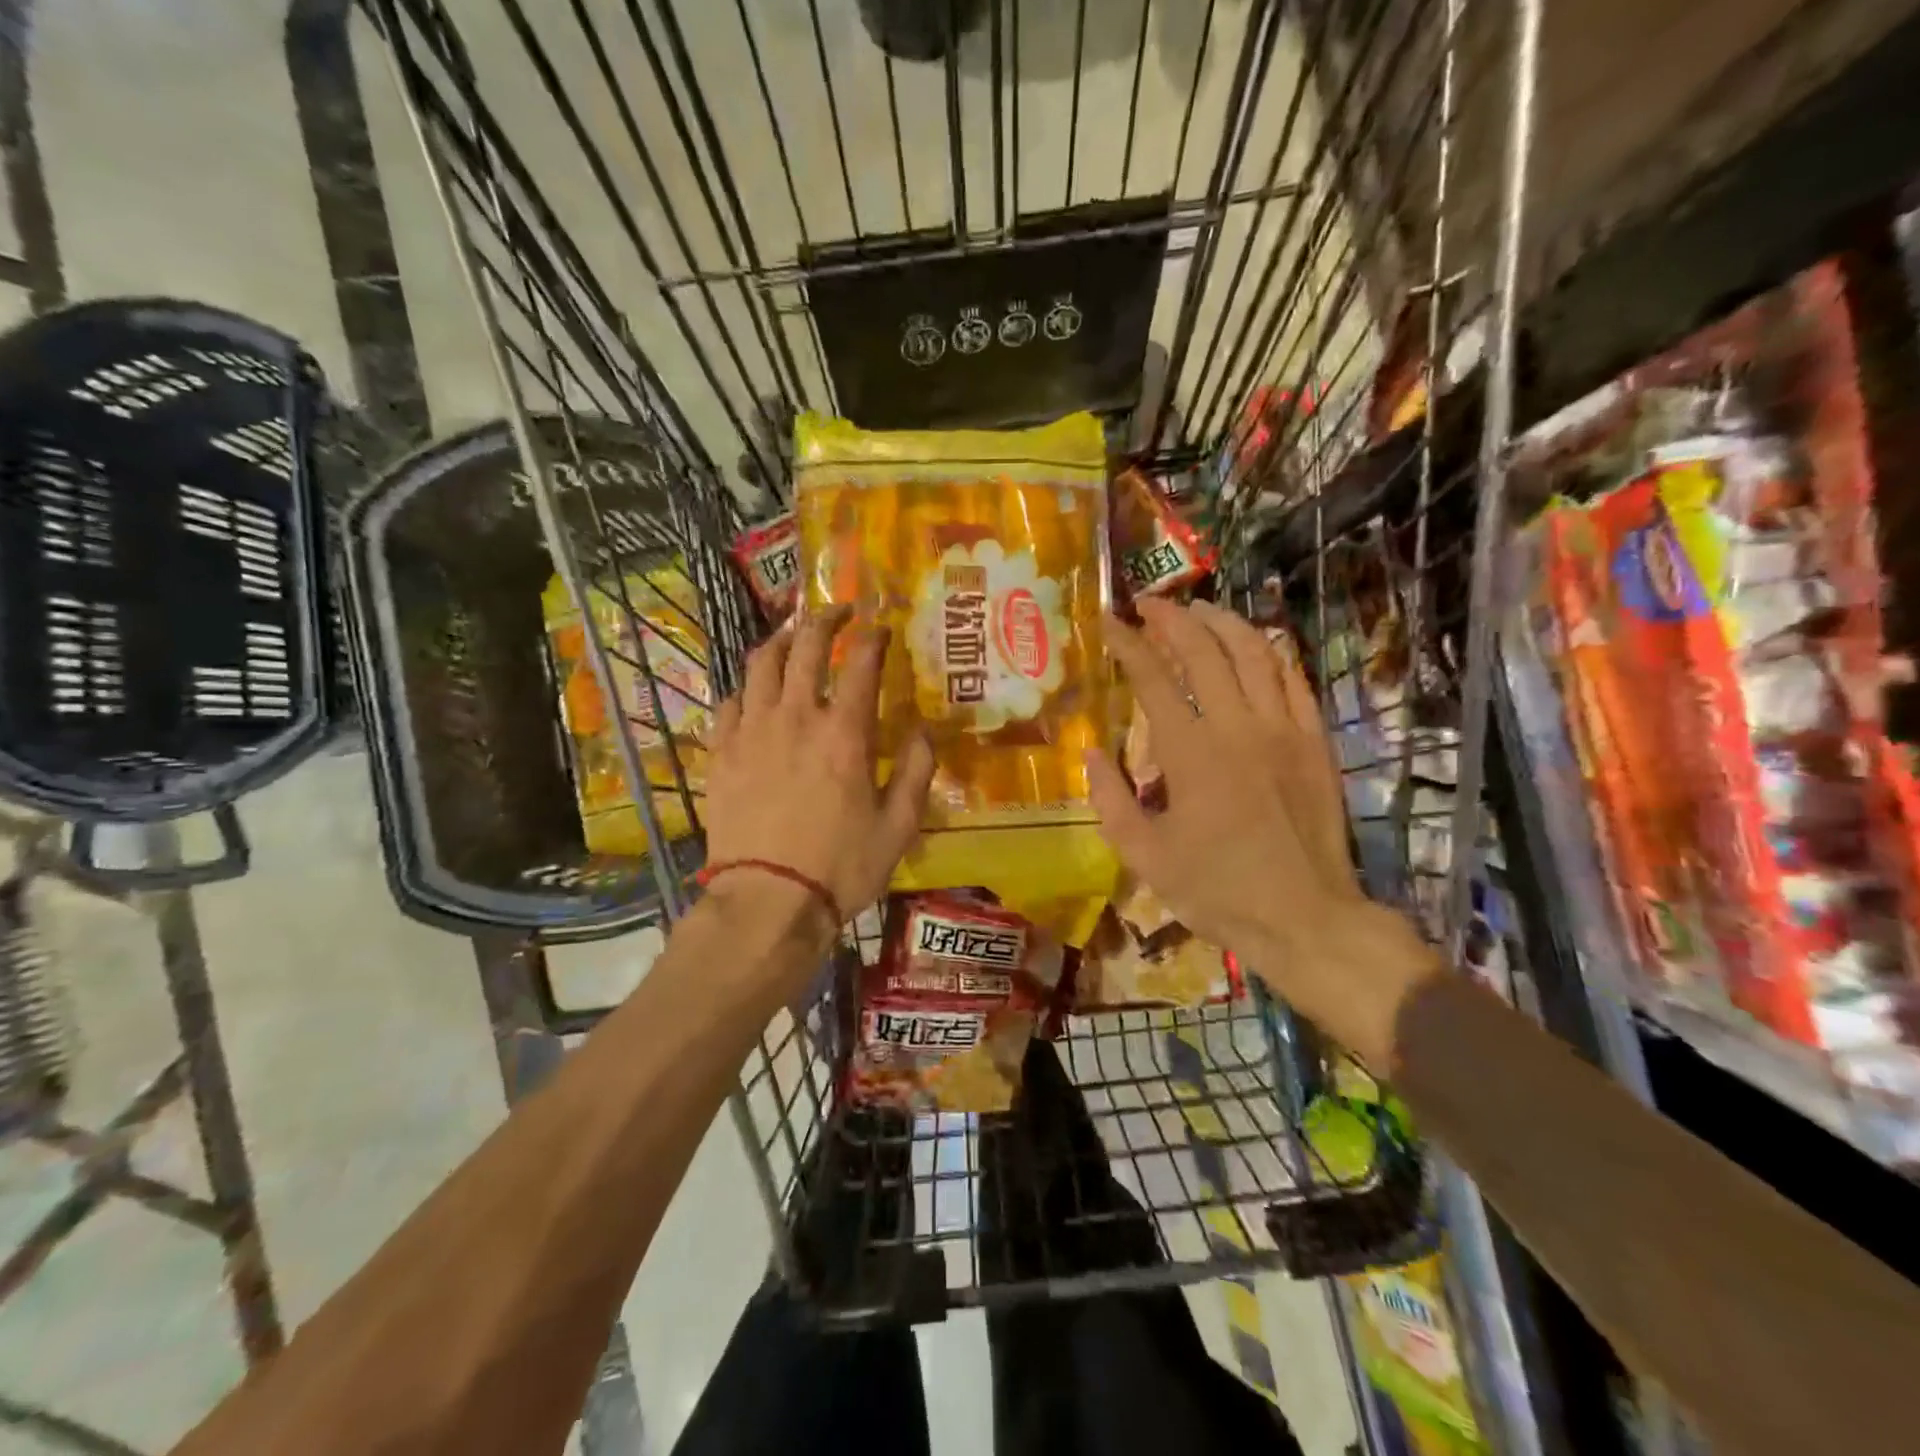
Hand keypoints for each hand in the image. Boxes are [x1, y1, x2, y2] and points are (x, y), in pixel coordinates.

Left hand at [702, 605, 934, 934]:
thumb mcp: (899, 826)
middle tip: (838, 612)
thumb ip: (918, 772)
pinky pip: (729, 702)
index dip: (872, 638)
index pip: (860, 664)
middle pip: (805, 647)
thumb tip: (926, 731)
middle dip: (824, 620)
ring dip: (780, 641)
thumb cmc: (841, 866)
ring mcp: (752, 732)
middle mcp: (795, 718)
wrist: (768, 901)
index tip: (880, 627)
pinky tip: (754, 694)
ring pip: (760, 664)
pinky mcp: (721, 753)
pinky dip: (746, 688)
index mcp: (843, 733)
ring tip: (792, 637)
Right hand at [1086, 599, 1433, 1064]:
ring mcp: (1284, 729)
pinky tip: (1253, 643)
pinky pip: (1294, 678)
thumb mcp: (1145, 857)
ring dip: (1222, 622)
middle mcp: (1238, 727)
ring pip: (1254, 652)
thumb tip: (1093, 752)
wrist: (1306, 918)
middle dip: (1172, 618)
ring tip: (1197, 610)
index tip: (1108, 622)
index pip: (1153, 678)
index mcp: (1191, 754)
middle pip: (1204, 649)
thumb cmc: (1217, 891)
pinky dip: (1270, 651)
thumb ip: (1111, 800)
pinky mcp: (1316, 741)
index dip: (1127, 644)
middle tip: (1149, 603)